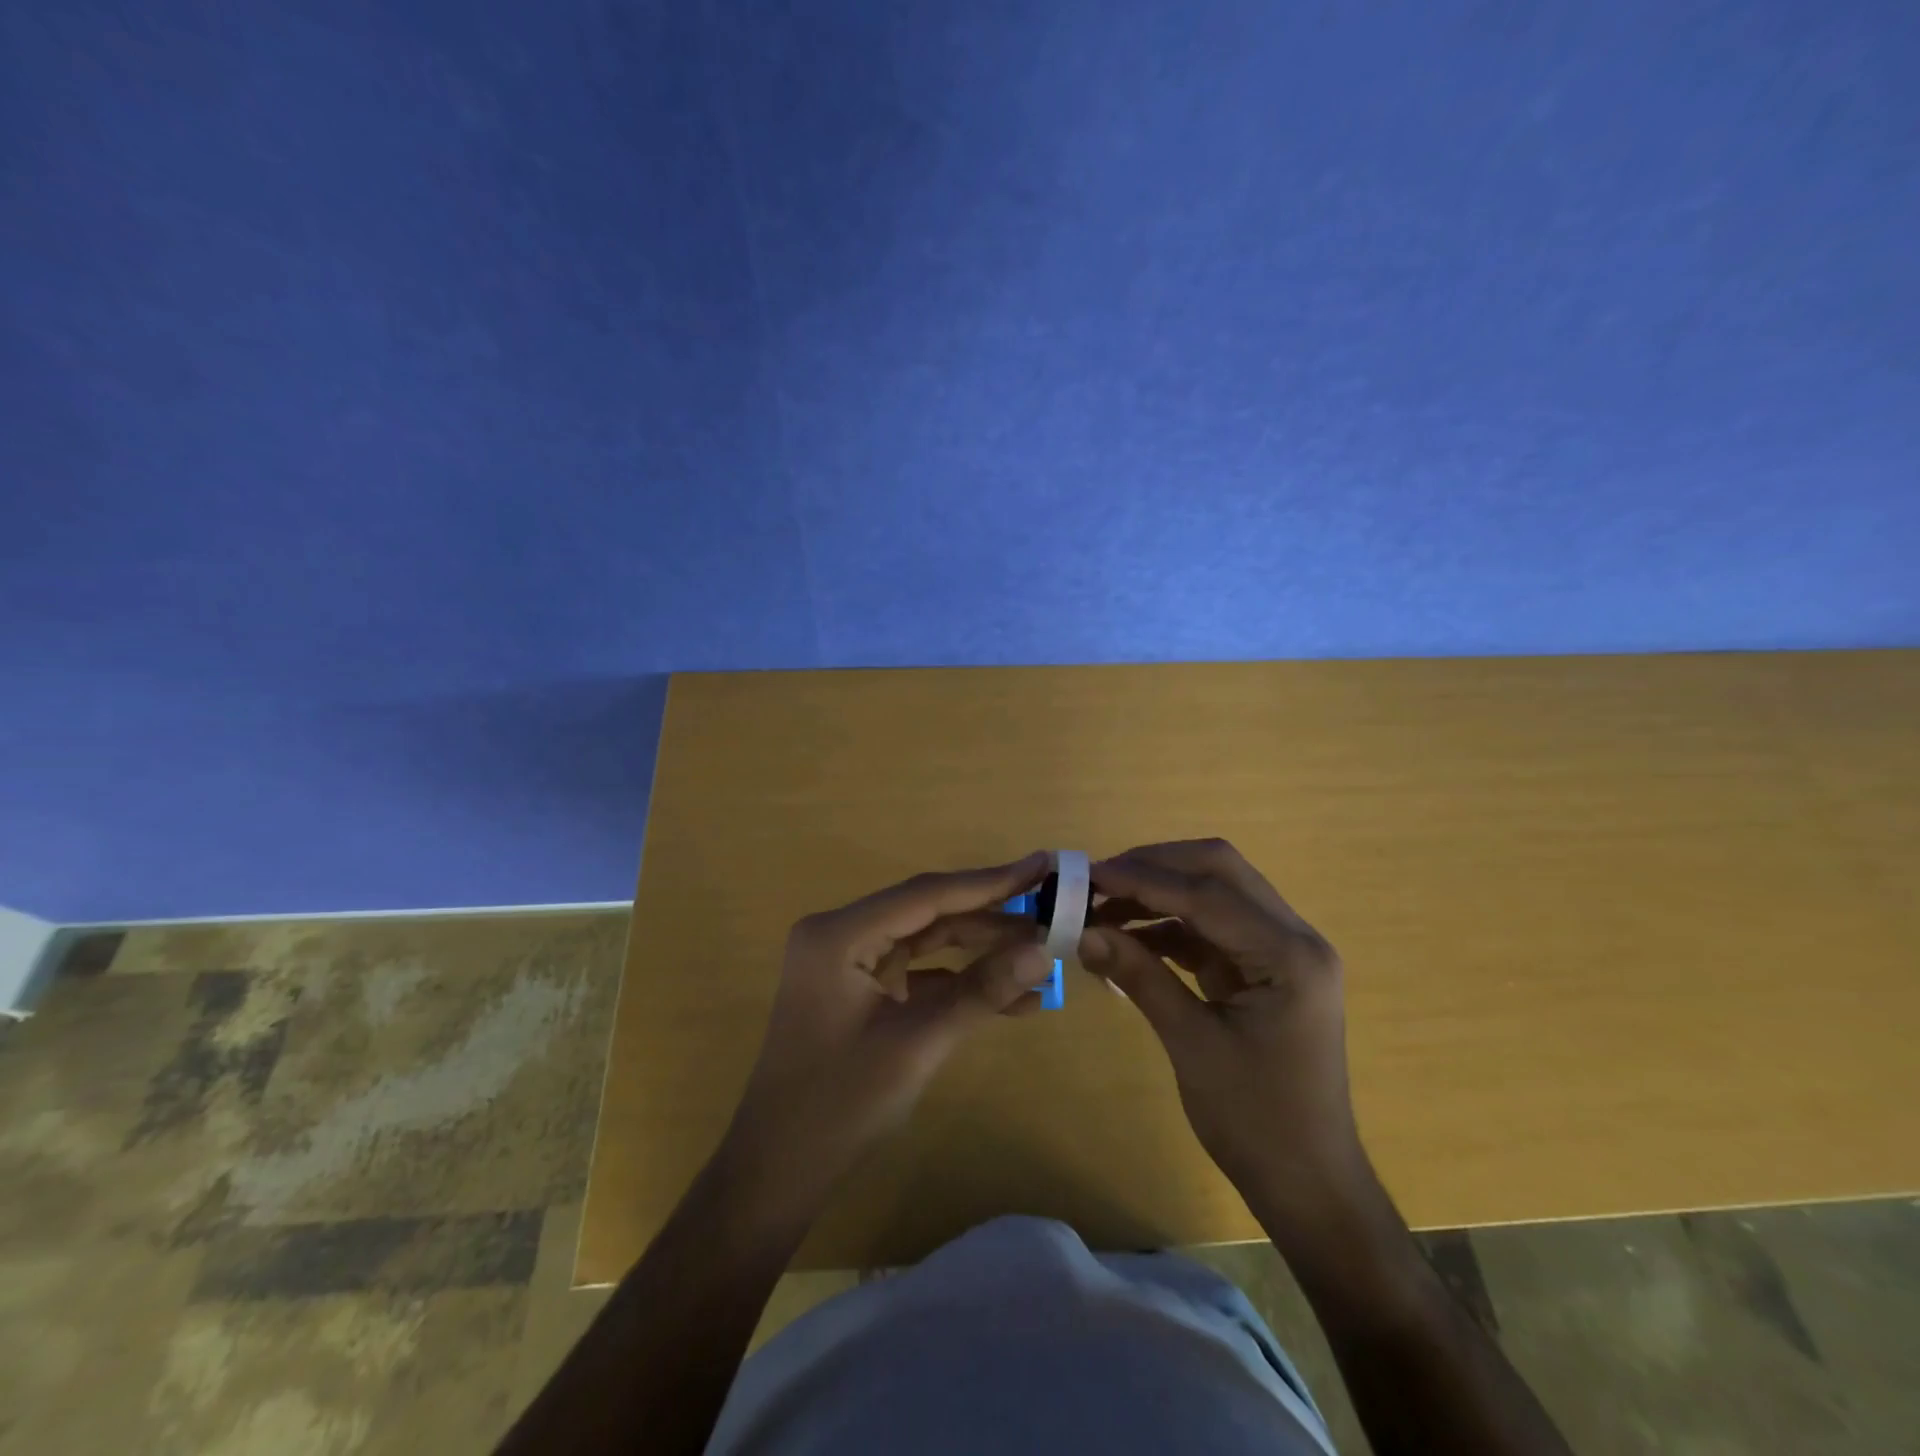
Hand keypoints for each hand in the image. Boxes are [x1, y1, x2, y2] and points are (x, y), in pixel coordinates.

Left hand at [722, 853, 1055, 1209]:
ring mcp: (848, 961)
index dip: (990, 881)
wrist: (779, 1171)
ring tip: (1043, 954)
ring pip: (927, 941)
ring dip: (981, 951)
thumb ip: (981, 992)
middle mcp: (840, 934)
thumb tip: (1044, 951)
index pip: (927, 895)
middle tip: (1052, 912)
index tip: (1042, 865)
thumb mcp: (918, 1044)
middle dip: (991, 919)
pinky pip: (917, 972)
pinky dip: (958, 982)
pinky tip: (1012, 996)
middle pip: (928, 913)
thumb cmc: (840, 1106)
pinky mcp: (859, 988)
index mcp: (840, 934)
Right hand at [1079, 839, 1367, 1240]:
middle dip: (1156, 867)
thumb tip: (1082, 932)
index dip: (1144, 878)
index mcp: (1289, 954)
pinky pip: (1211, 928)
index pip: (1208, 893)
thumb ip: (1140, 976)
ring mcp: (1280, 951)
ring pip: (1214, 893)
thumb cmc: (1258, 1122)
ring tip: (1103, 906)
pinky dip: (1168, 925)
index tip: (1090, 875)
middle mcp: (1293, 938)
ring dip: (1159, 893)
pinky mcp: (1262, 969)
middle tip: (1100, 880)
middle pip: (1219, 870)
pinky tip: (1127, 937)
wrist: (1309, 1184)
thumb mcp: (1192, 1045)